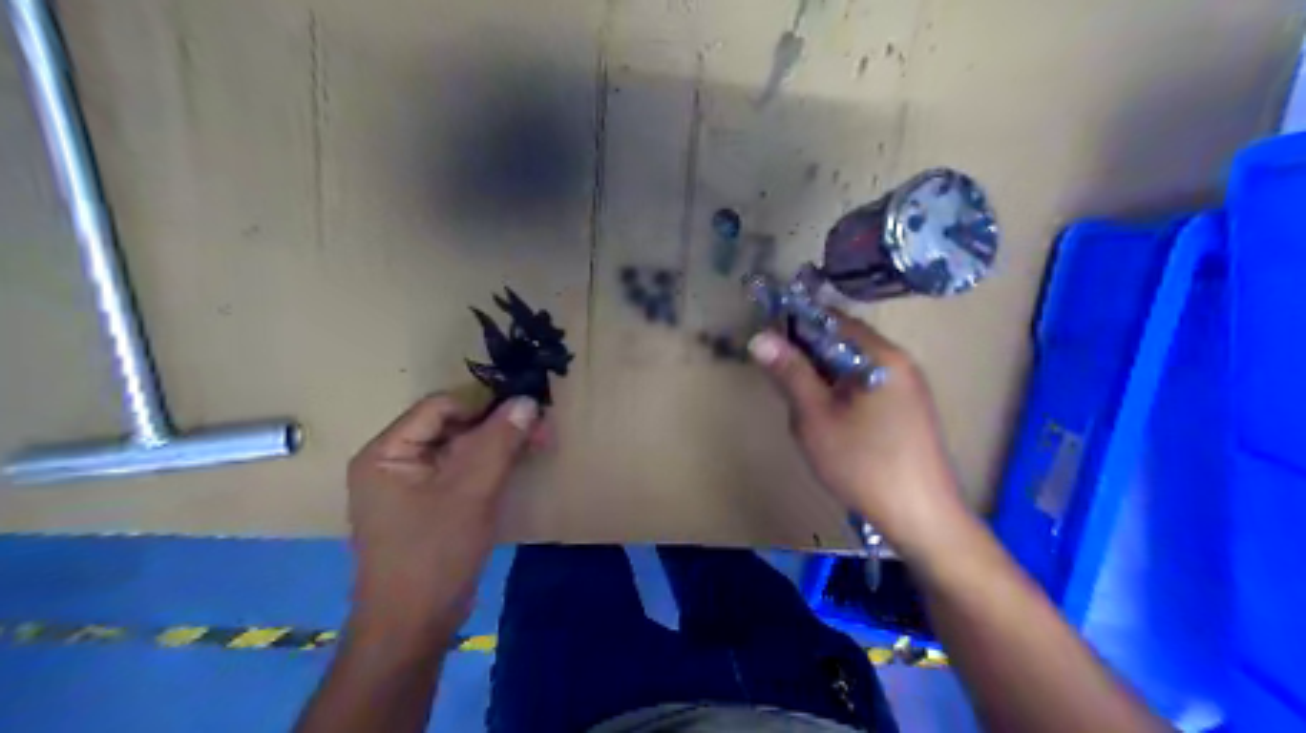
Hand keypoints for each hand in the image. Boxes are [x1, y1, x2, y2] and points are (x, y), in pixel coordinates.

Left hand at [343, 393, 538, 638]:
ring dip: (498, 446)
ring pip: (460, 450)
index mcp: (386, 452)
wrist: (412, 628)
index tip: (528, 411)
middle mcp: (393, 462)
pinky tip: (518, 466)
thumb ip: (499, 443)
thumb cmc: (433, 555)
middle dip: (497, 427)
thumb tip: (528, 400)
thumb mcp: (471, 493)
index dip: (484, 404)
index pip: (439, 407)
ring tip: (539, 443)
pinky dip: (490, 467)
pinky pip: (461, 473)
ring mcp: (410, 486)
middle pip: (451, 427)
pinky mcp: (428, 506)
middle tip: (542, 430)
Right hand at [746, 312, 967, 557]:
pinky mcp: (909, 410)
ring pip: (854, 366)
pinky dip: (841, 392)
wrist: (921, 518)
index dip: (795, 326)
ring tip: (800, 402)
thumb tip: (760, 337)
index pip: (832, 321)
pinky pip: (867, 386)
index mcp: (882, 356)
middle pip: (845, 342)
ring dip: (823, 375)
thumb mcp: (815, 418)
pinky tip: (828, 419)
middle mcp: (900, 363)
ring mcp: (908, 387)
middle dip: (808, 355)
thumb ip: (790, 373)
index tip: (767, 344)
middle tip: (778, 378)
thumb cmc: (863, 465)